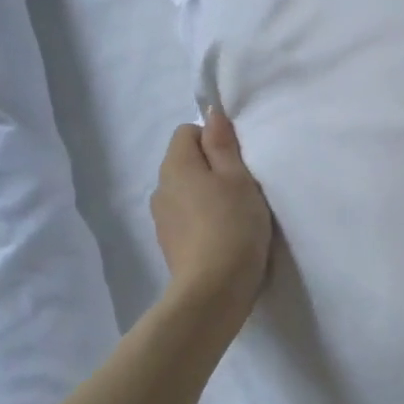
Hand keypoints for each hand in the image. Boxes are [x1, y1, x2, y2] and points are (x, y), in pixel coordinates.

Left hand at [149, 108, 272, 319]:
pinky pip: (186, 216)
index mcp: (176, 165)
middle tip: (243, 186)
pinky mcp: (169, 243)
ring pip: (186, 190)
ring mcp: (161, 218)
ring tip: (235, 213)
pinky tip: (223, 234)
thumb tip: (211, 114)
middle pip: (186, 161)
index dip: (214, 139)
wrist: (214, 289)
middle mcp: (160, 187)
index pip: (187, 132)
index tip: (238, 160)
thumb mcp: (237, 177)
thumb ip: (222, 144)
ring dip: (207, 194)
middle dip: (212, 167)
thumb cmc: (232, 224)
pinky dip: (202, 218)